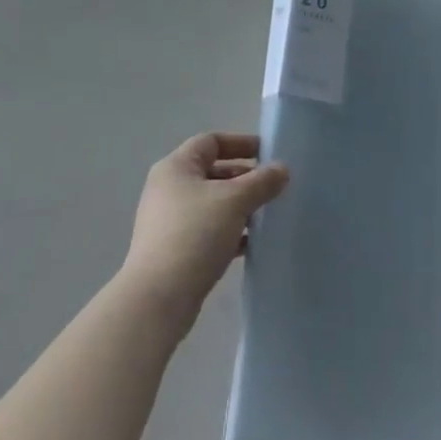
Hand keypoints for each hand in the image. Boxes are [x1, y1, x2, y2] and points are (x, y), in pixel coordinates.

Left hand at [120, 132, 288, 329]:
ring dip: (239, 206)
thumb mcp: (234, 201)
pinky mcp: (175, 249)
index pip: (211, 141)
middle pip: (212, 172)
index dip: (240, 143)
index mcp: (176, 167)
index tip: (268, 154)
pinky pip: (208, 230)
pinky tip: (251, 243)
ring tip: (267, 216)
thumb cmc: (195, 234)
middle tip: (273, 188)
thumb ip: (261, 181)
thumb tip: (282, 168)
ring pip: (212, 203)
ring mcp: (169, 221)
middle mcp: (169, 188)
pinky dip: (230, 231)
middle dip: (244, 177)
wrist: (158, 298)